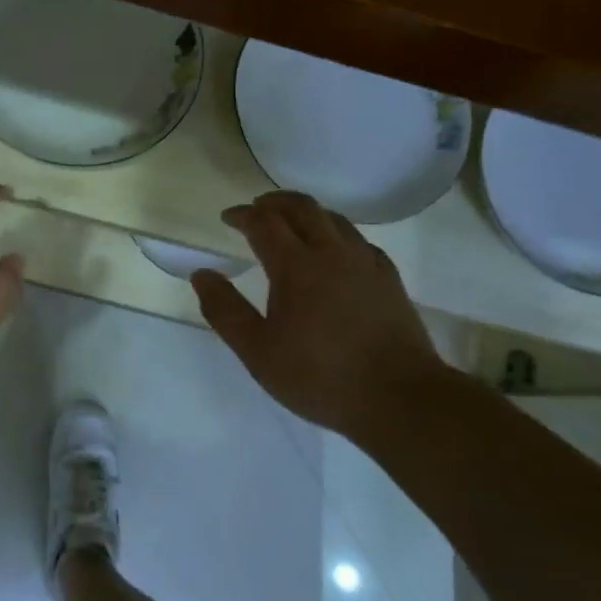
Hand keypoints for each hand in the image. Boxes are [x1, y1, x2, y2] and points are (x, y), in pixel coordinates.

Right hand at [191, 191, 453, 439]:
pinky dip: (337, 233)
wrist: (398, 398)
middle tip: (257, 208)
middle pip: (303, 208)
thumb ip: (225, 310)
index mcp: (296, 266)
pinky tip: (335, 252)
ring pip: (334, 219)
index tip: (227, 217)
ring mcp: (366, 264)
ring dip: (307, 213)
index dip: (243, 215)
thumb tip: (202, 274)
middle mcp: (332, 253)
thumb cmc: (319, 376)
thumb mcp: (257, 351)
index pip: (265, 223)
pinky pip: (359, 241)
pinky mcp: (389, 280)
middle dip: (275, 202)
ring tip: (292, 223)